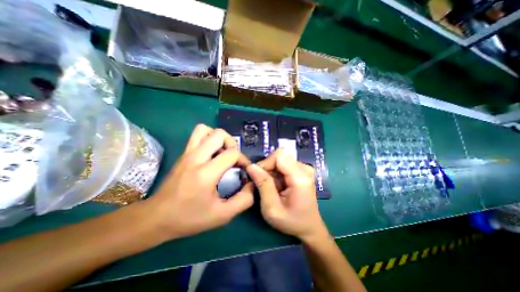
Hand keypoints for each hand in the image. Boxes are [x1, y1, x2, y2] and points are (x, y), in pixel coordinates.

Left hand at [146, 123, 253, 238]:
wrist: (156, 217)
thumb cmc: (189, 218)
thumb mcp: (222, 215)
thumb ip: (243, 200)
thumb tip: (252, 184)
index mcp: (206, 173)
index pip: (232, 153)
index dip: (243, 159)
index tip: (244, 170)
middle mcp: (196, 157)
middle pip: (219, 134)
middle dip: (232, 143)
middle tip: (233, 158)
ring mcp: (187, 153)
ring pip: (206, 129)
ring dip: (219, 138)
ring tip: (222, 152)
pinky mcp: (183, 153)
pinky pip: (197, 135)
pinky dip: (208, 138)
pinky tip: (212, 153)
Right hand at [246, 150, 328, 241]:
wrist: (309, 227)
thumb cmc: (291, 221)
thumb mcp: (272, 208)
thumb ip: (263, 185)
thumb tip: (251, 166)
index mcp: (300, 177)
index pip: (279, 156)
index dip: (265, 163)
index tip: (258, 177)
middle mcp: (305, 168)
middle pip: (279, 156)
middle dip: (267, 168)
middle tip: (263, 184)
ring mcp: (304, 168)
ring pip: (280, 159)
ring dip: (271, 171)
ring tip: (271, 187)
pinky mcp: (302, 170)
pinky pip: (283, 164)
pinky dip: (276, 173)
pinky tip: (278, 185)